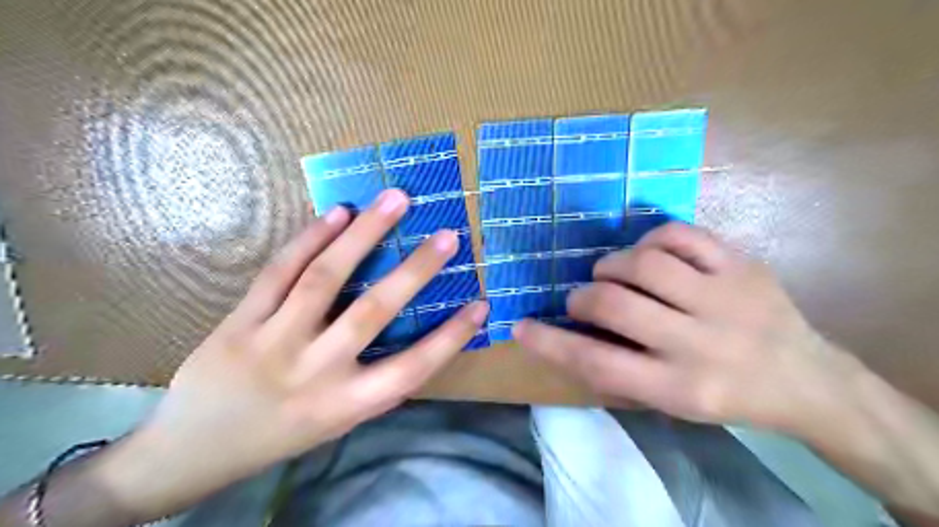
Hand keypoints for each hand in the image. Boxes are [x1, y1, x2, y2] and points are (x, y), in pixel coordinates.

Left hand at [93, 189, 492, 517]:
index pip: (413, 367)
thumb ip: (373, 381)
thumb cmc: (281, 435)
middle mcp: (315, 371)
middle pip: (373, 312)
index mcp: (347, 404)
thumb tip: (412, 333)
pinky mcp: (239, 322)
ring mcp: (273, 342)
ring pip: (325, 278)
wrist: (192, 452)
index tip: (481, 304)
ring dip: (365, 234)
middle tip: (448, 235)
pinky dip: (310, 238)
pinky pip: (279, 272)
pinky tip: (338, 213)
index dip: (451, 336)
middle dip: (416, 270)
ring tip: (395, 200)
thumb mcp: (337, 421)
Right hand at [514, 223, 855, 431]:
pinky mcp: (742, 265)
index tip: (519, 327)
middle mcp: (699, 342)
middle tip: (581, 299)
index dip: (550, 343)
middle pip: (615, 304)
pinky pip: (680, 235)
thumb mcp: (670, 405)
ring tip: (611, 273)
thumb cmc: (726, 398)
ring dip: (611, 265)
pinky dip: (650, 239)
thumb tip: (568, 338)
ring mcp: (724, 297)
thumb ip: (618, 374)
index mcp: (679, 387)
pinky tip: (648, 253)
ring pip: (644, 263)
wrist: (808, 381)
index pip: (597, 361)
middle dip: (582, 296)